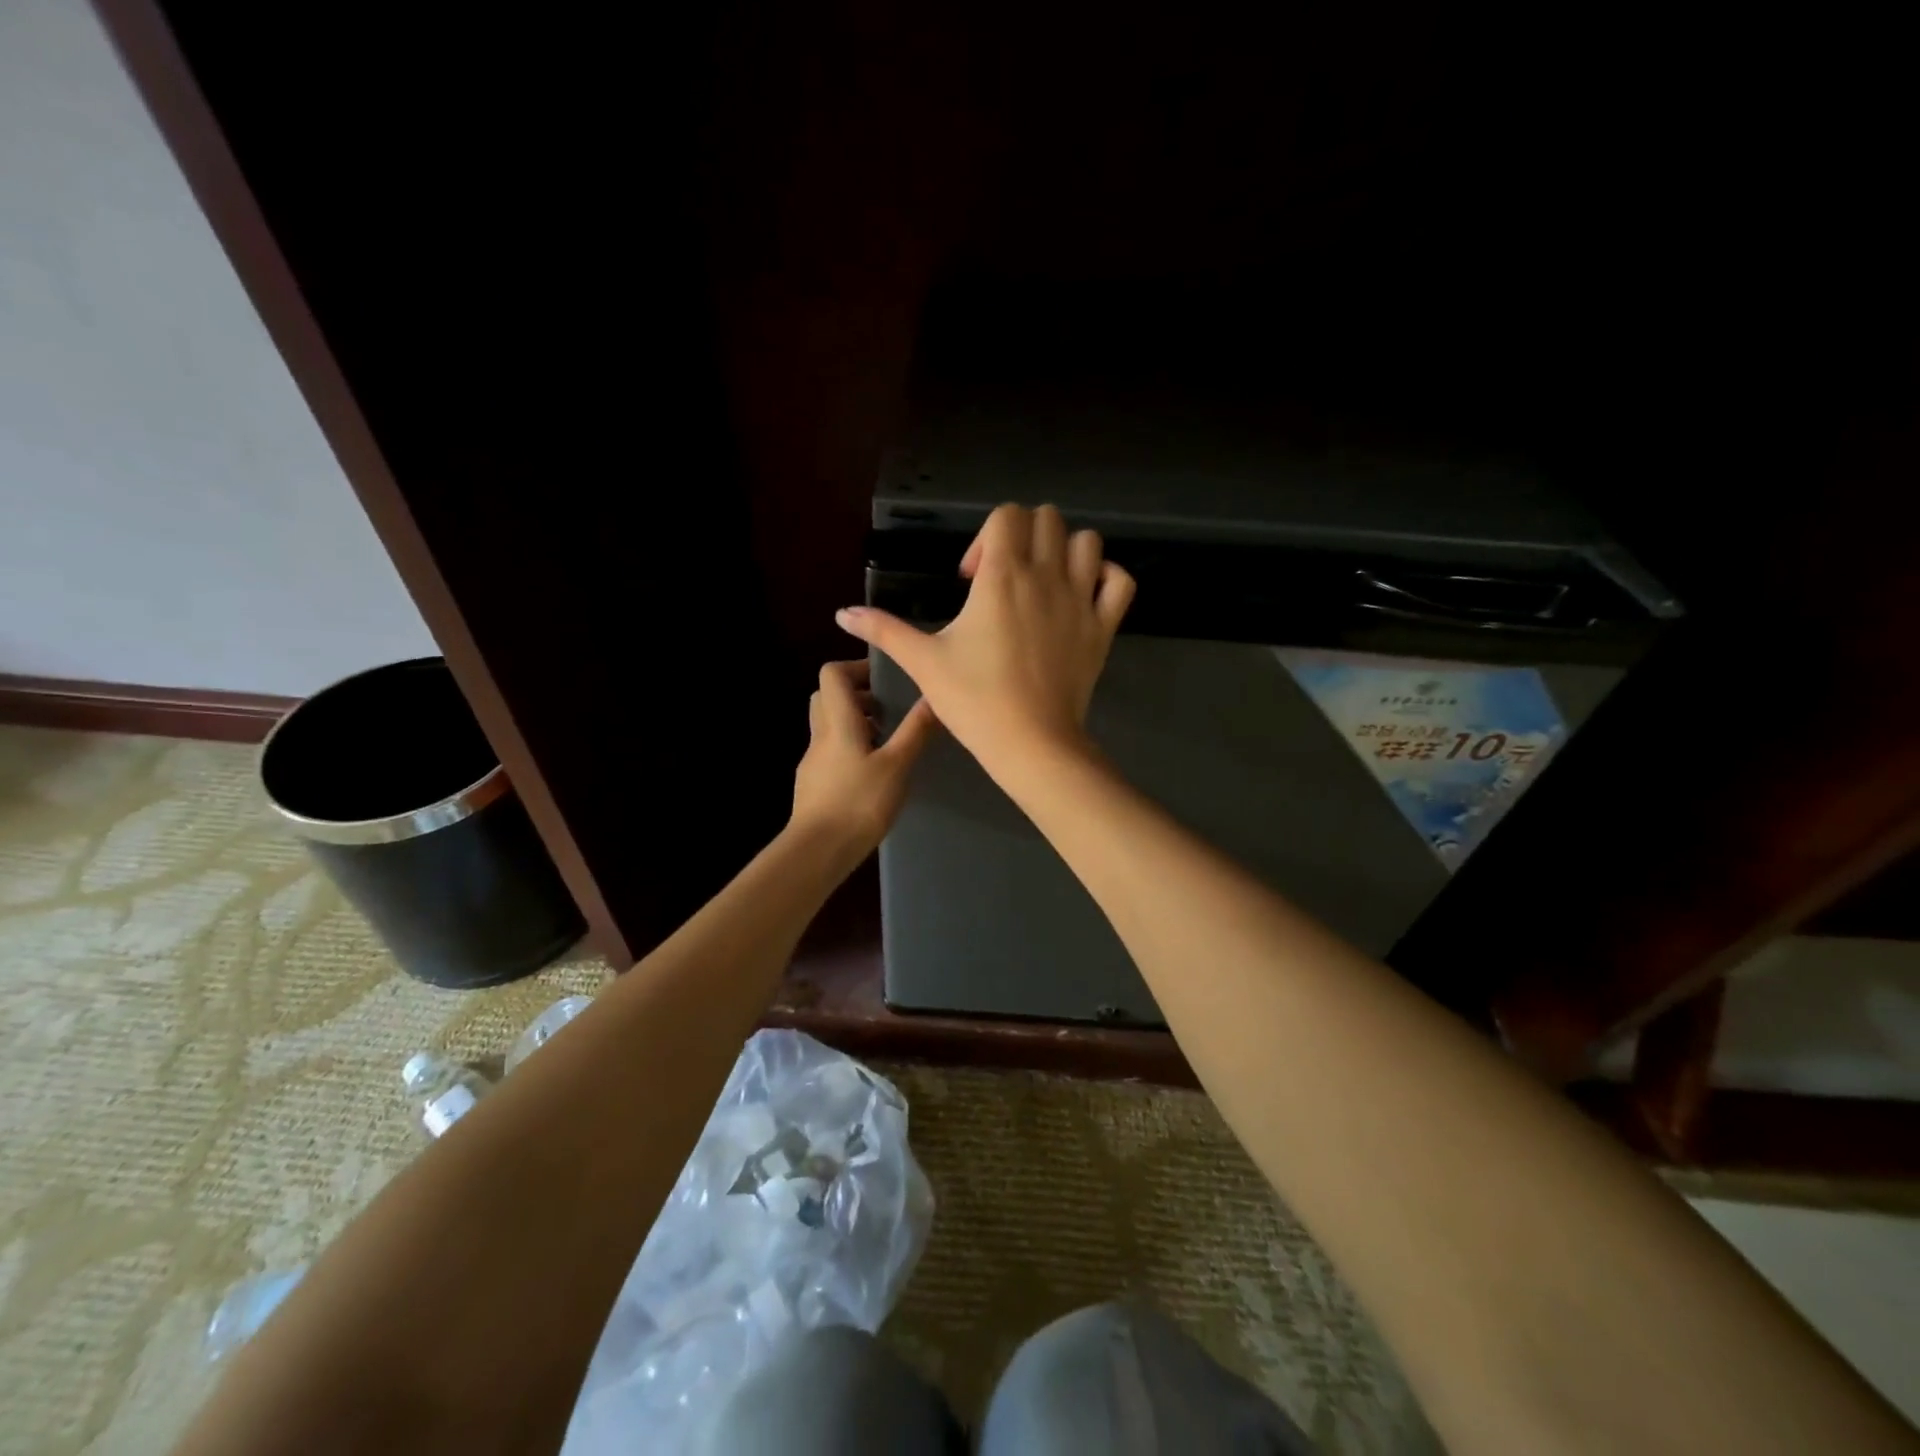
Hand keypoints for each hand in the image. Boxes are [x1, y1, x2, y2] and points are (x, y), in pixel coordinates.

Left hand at [788, 659, 938, 865]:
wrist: (817, 850)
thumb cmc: (859, 802)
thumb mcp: (897, 765)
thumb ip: (915, 730)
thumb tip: (934, 694)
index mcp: (839, 722)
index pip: (832, 673)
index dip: (856, 667)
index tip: (885, 679)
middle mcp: (821, 734)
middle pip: (827, 697)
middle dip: (858, 696)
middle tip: (888, 710)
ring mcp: (813, 761)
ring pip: (829, 726)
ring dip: (855, 724)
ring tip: (887, 743)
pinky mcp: (813, 784)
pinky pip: (830, 753)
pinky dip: (850, 750)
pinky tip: (873, 774)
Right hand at [834, 504, 1134, 773]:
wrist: (1030, 744)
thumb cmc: (974, 700)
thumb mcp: (924, 662)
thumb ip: (884, 630)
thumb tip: (842, 613)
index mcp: (1002, 576)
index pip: (1006, 515)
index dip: (985, 537)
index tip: (971, 581)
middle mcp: (1046, 576)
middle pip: (1047, 518)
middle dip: (1022, 536)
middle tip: (1004, 577)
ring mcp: (1081, 600)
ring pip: (1087, 542)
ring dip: (1064, 550)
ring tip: (1042, 583)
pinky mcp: (1103, 627)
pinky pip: (1120, 581)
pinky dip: (1105, 577)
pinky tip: (1082, 595)